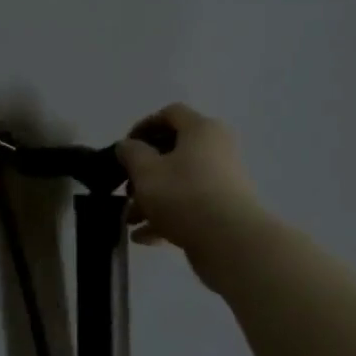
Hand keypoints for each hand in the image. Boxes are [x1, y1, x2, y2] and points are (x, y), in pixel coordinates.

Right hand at [115, 103, 266, 267]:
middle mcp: (217, 149)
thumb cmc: (183, 195)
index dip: (144, 126)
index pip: (171, 114)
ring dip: (151, 198)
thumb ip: (130, 153)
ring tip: (129, 219)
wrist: (230, 241)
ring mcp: (223, 180)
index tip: (125, 148)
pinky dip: (167, 217)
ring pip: (179, 182)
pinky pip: (190, 205)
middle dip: (143, 171)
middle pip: (174, 152)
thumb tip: (128, 146)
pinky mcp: (224, 208)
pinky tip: (144, 237)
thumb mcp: (145, 171)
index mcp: (201, 130)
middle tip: (126, 188)